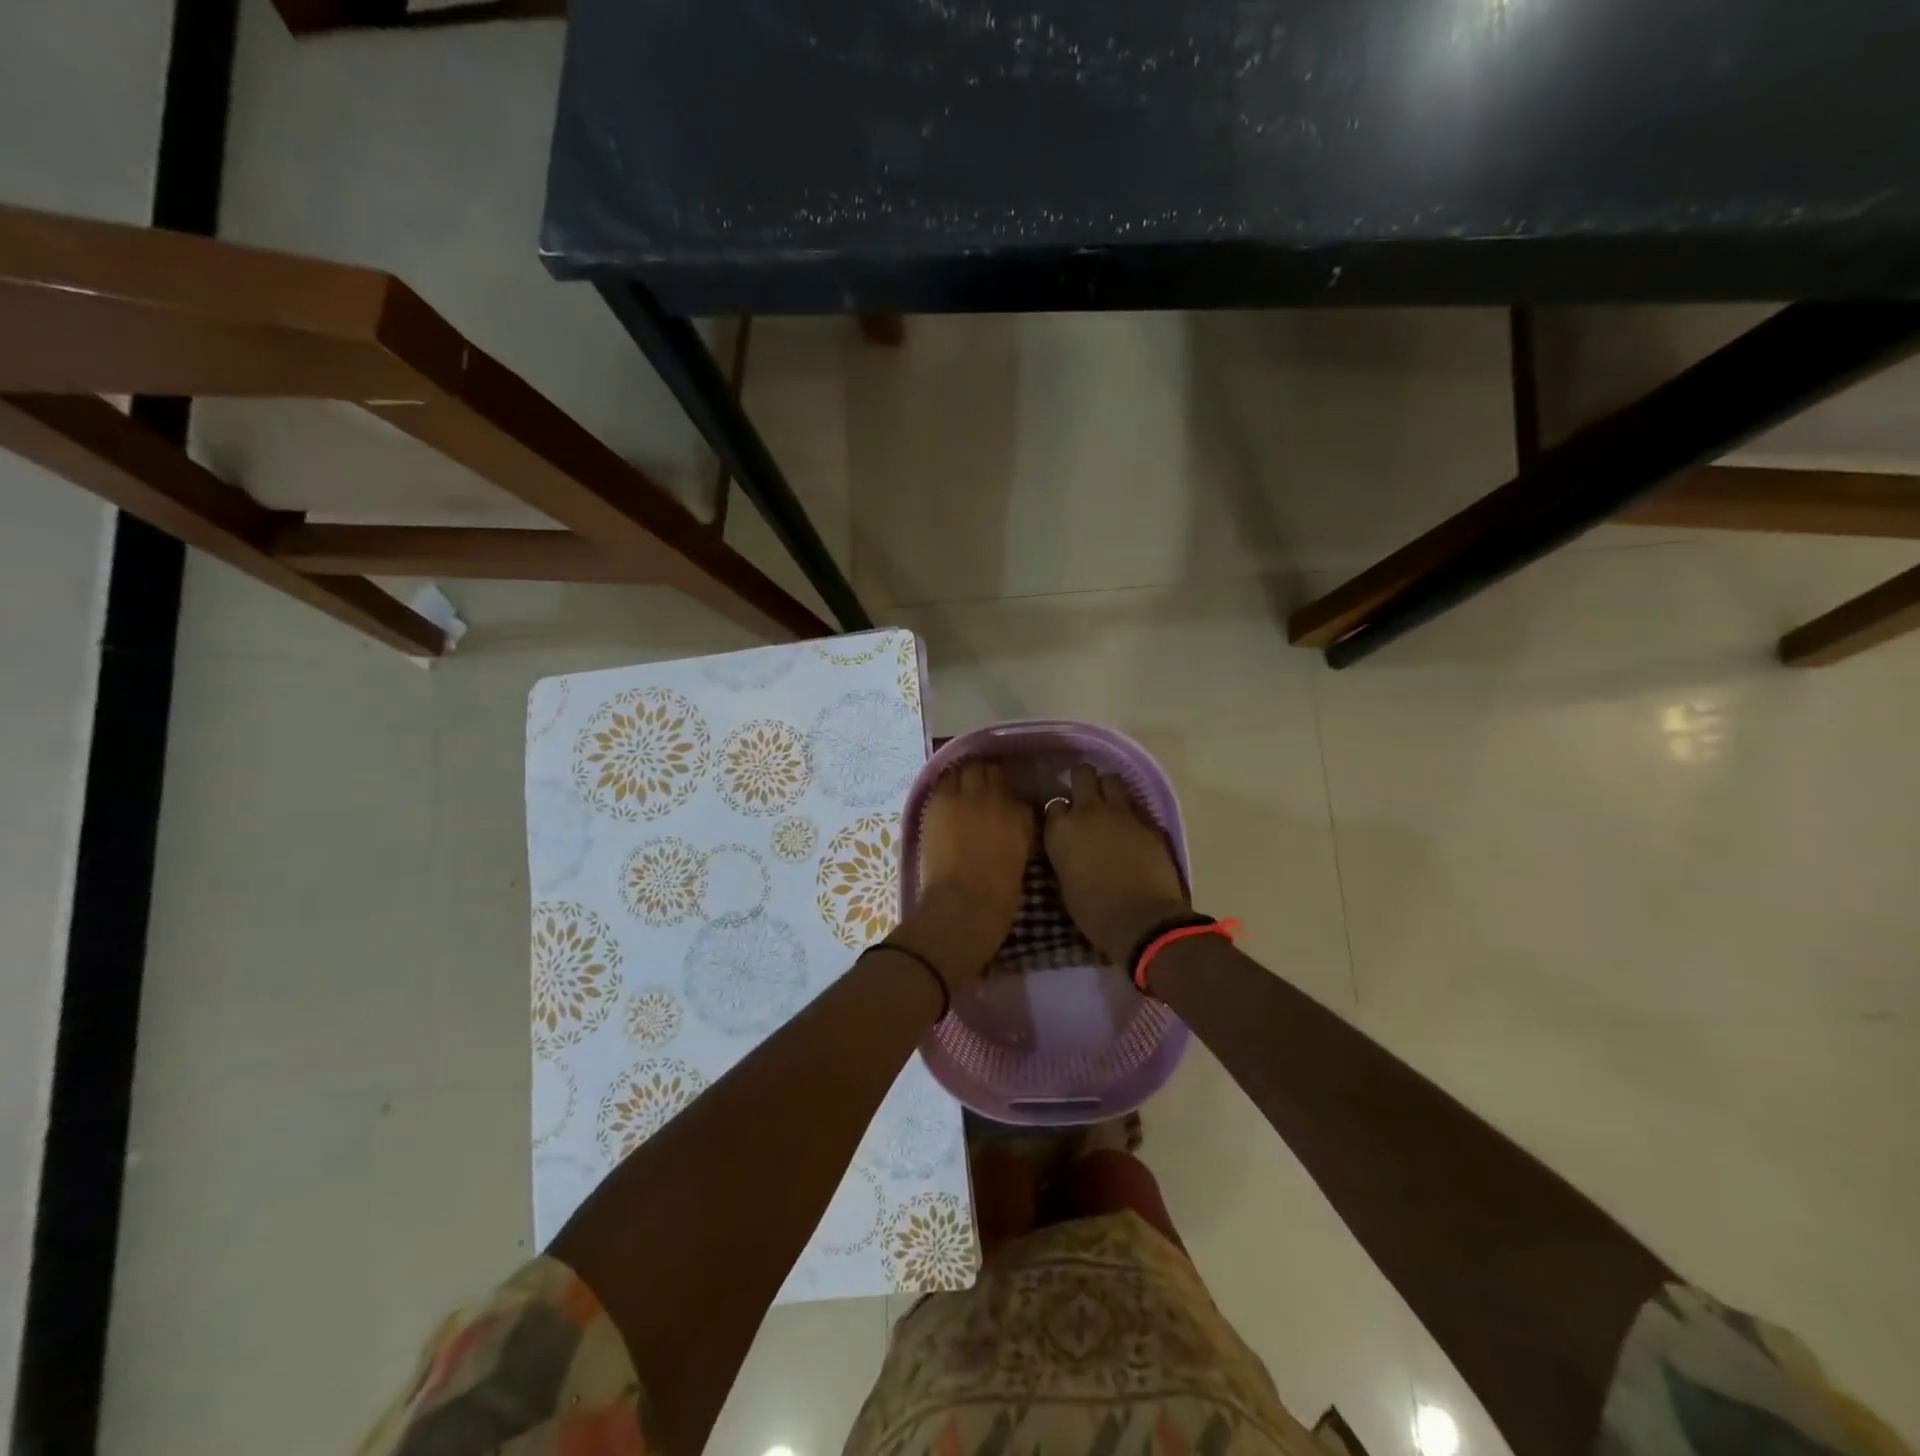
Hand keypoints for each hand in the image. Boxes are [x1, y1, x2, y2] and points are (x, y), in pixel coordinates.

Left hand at [889, 761, 1036, 986]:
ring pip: (967, 767)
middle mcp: (998, 798)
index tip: (1002, 802)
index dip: (1007, 796)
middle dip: (986, 775)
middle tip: (978, 786)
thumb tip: (1007, 826)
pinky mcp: (940, 801)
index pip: (1018, 793)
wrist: (964, 905)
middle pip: (991, 770)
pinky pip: (943, 780)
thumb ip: (1016, 834)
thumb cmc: (998, 897)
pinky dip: (945, 784)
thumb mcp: (1019, 860)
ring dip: (965, 775)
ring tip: (959, 785)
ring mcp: (967, 796)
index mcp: (1022, 817)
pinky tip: (943, 794)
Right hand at [1043, 764, 1188, 962]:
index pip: (1054, 803)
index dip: (1061, 812)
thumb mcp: (1065, 881)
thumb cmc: (1094, 912)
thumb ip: (1065, 853)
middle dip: (1084, 781)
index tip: (1064, 823)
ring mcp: (1121, 813)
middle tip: (1086, 798)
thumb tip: (1071, 846)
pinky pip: (1137, 805)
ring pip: (1112, 780)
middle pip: (1083, 774)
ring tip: (1111, 807)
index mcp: (1061, 829)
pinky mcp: (1149, 821)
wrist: (1141, 920)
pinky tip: (1133, 828)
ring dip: (1109, 790)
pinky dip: (1132, 813)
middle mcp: (1088, 812)